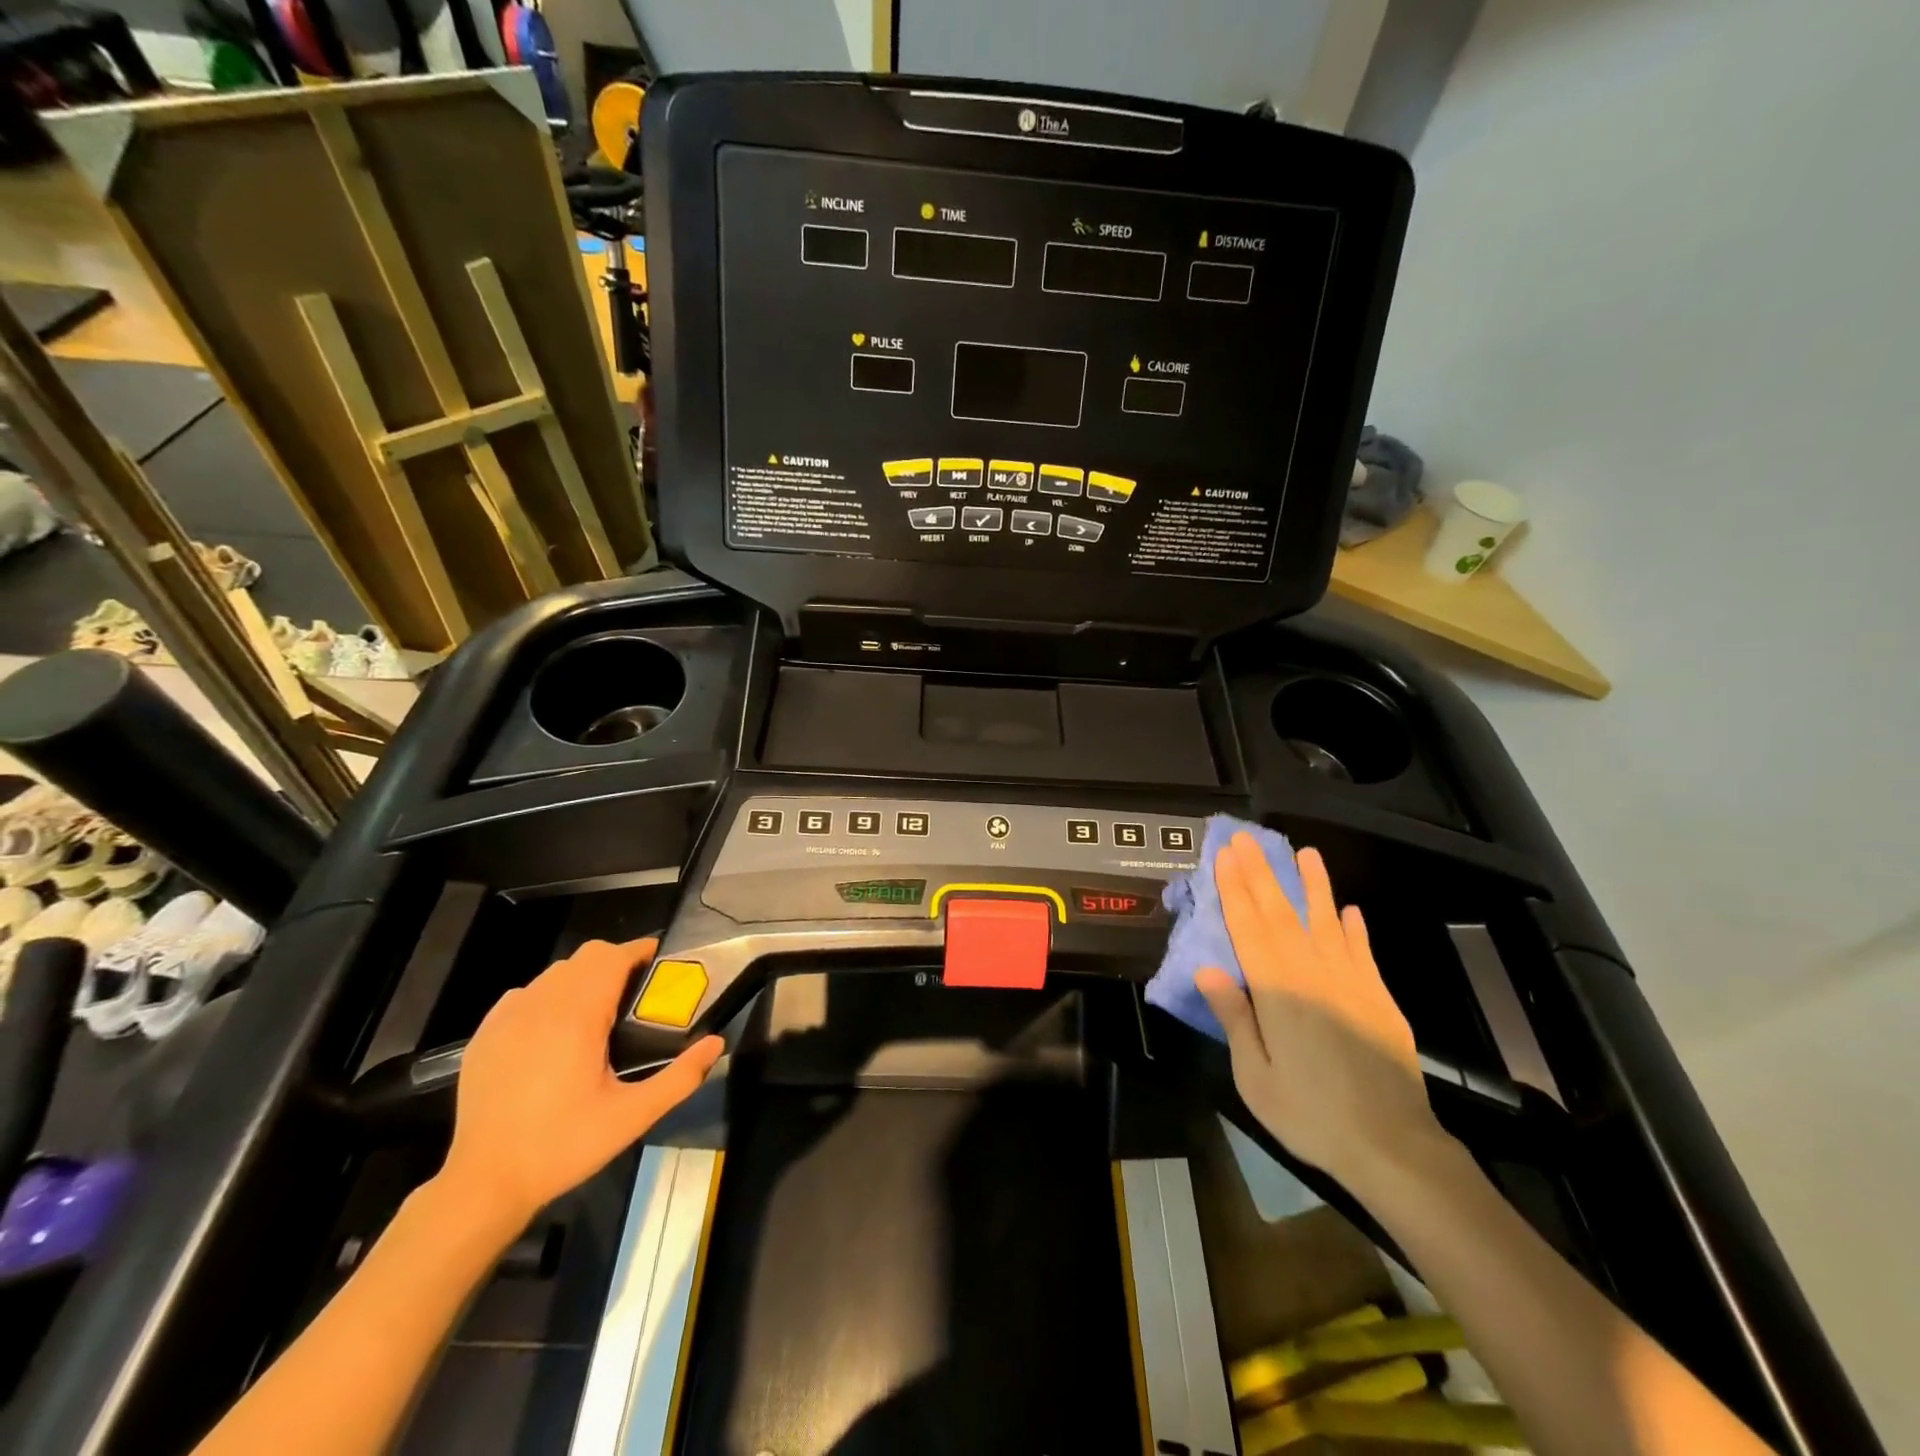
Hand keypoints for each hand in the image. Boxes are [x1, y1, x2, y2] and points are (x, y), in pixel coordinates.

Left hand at [438, 938, 721, 1230]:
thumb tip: (716, 1043)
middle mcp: (541, 1005)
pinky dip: (548, 997)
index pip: (612, 957)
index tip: (659, 963)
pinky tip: (554, 1031)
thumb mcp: (632, 1117)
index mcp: (578, 1017)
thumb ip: (679, 1077)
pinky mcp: (485, 1034)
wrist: (484, 1184)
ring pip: (555, 973)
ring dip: (583, 978)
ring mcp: (508, 1017)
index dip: (639, 952)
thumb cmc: (564, 1146)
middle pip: (586, 957)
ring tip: (598, 1012)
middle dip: (615, 962)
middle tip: (636, 992)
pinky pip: (525, 994)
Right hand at [1195, 835, 1443, 1189]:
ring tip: (1306, 853)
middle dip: (1262, 873)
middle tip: (1247, 839)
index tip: (1225, 855)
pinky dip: (1352, 928)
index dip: (1235, 889)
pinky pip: (1361, 951)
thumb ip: (1234, 1018)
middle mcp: (1313, 974)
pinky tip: (1348, 910)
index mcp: (1278, 991)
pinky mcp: (1378, 998)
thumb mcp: (1255, 1077)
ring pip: (1326, 922)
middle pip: (1282, 914)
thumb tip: (1208, 970)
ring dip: (1314, 886)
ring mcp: (1351, 983)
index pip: (1249, 928)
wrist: (1393, 1146)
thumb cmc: (1311, 1114)